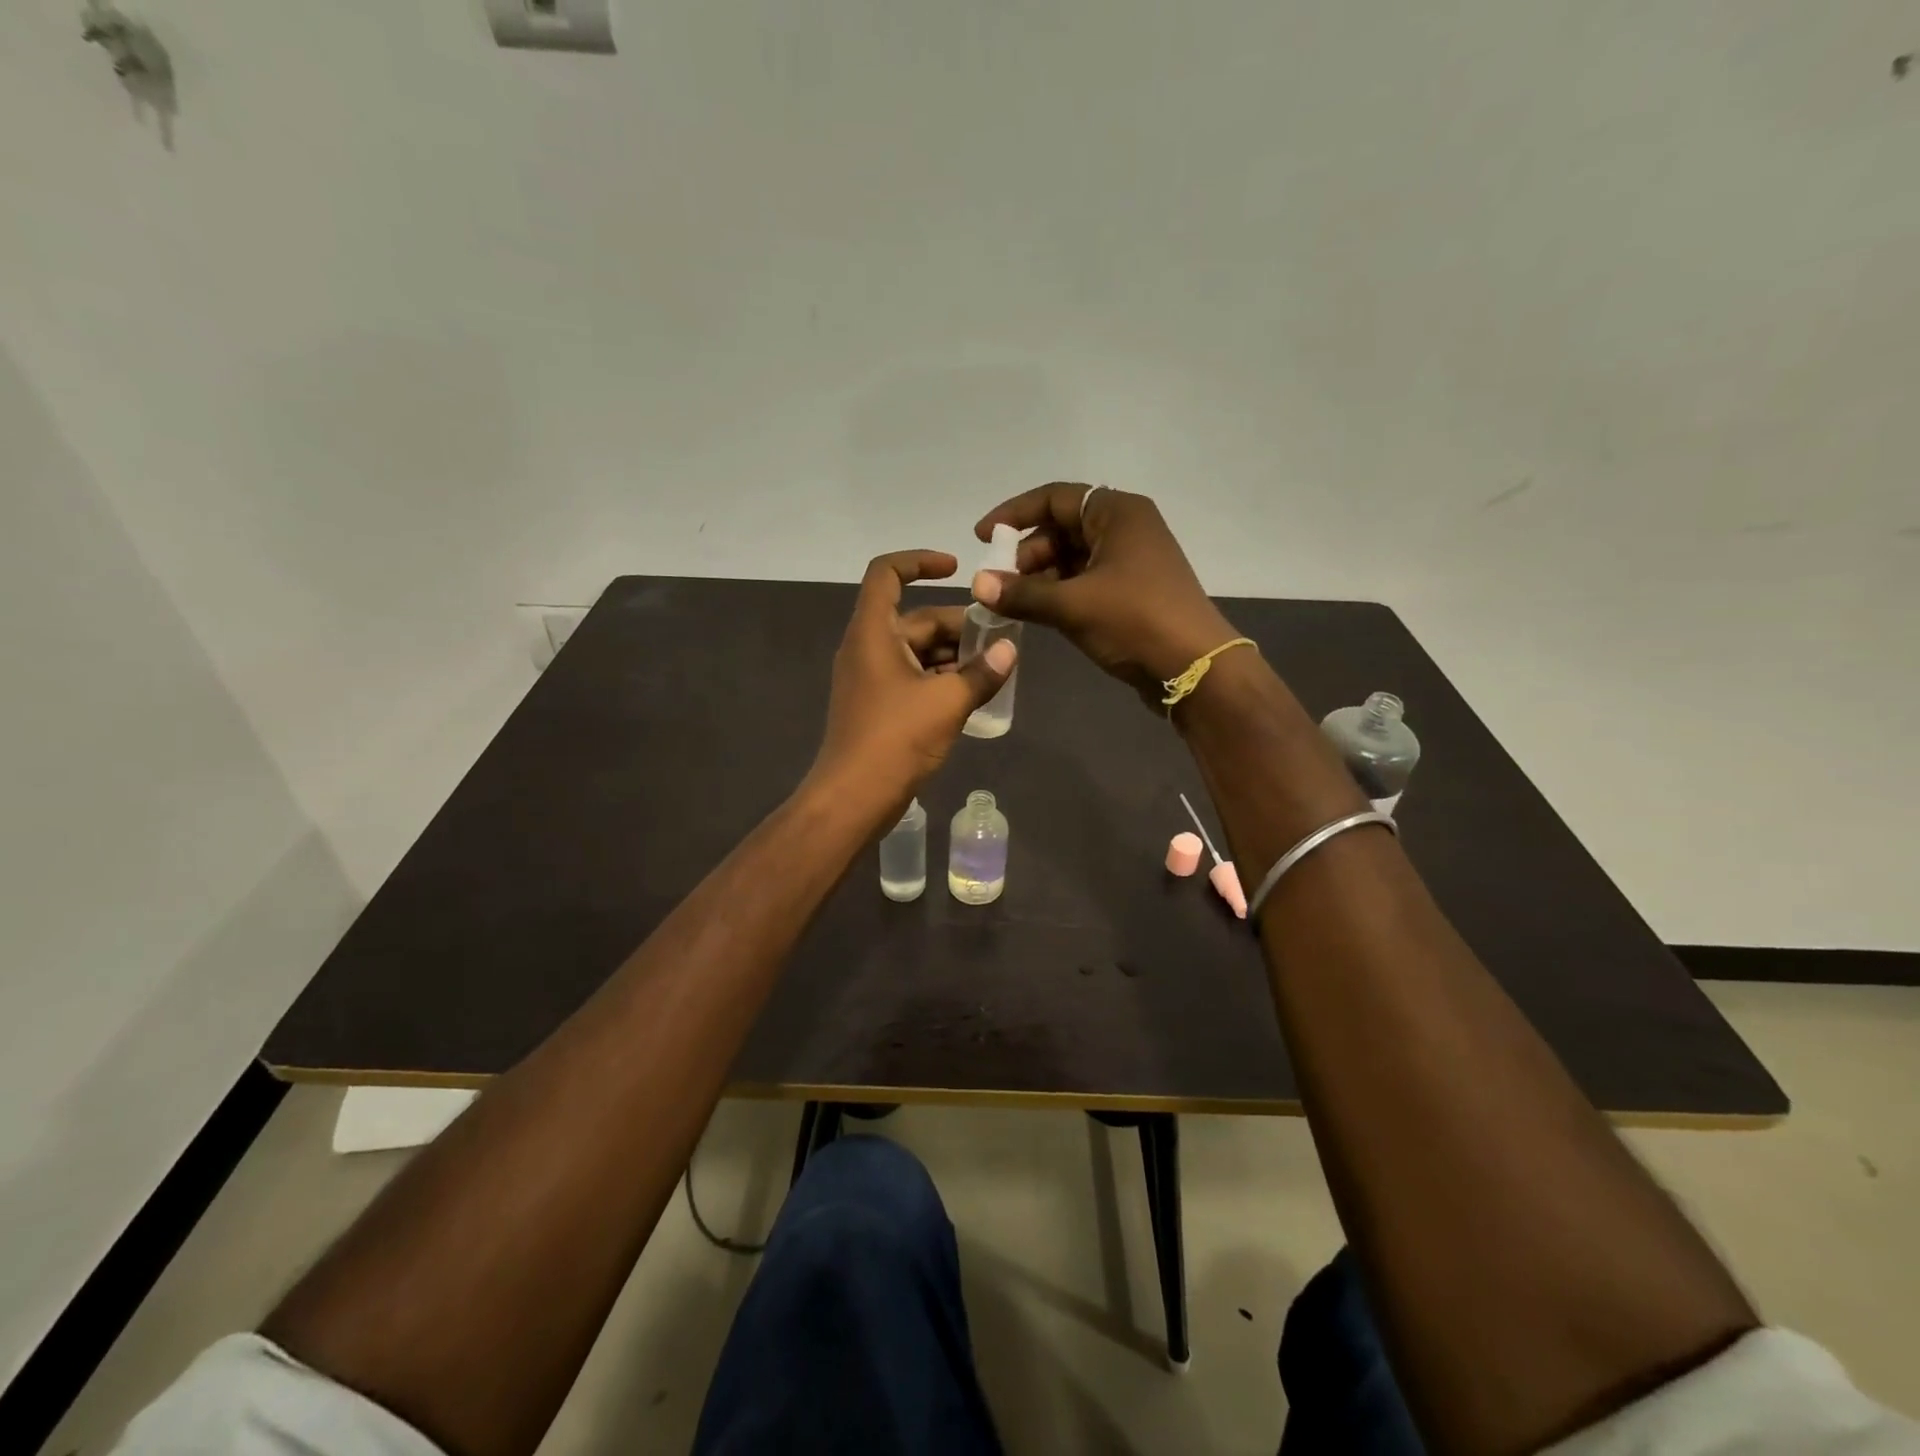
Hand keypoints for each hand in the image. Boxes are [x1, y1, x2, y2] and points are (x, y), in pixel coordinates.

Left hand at [809, 550, 1016, 821]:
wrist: (853, 798)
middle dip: (959, 626)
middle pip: (915, 618)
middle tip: (1002, 641)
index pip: (887, 573)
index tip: (957, 568)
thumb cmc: (895, 739)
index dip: (920, 561)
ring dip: (954, 656)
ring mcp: (871, 678)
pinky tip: (973, 693)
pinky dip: (941, 679)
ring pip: (918, 651)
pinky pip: (913, 677)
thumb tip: (1011, 650)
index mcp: (873, 632)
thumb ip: (982, 672)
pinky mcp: (878, 706)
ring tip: (995, 669)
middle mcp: (867, 648)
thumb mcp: (947, 702)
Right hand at [972, 484, 1235, 706]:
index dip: (1013, 515)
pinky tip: (1038, 613)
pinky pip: (1085, 580)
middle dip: (1026, 553)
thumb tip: (977, 586)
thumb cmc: (1135, 621)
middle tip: (999, 582)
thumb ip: (1021, 593)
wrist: (1195, 668)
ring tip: (1013, 602)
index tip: (982, 538)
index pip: (1054, 498)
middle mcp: (1126, 528)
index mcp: (1117, 513)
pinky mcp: (1132, 591)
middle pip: (1061, 528)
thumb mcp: (1072, 605)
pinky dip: (1059, 592)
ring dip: (1040, 577)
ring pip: (1072, 557)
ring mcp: (1131, 561)